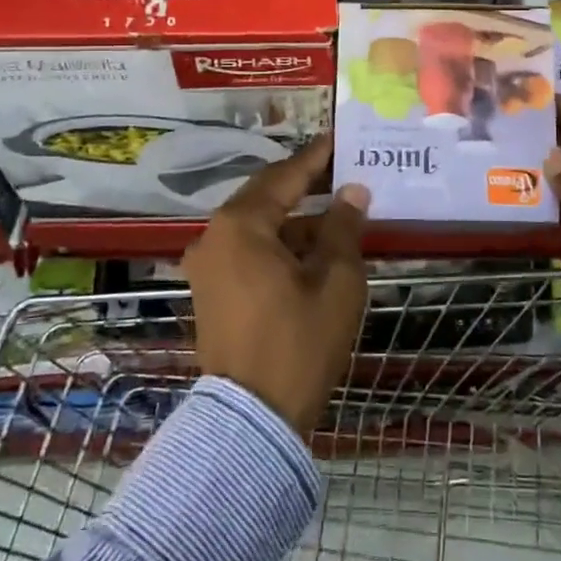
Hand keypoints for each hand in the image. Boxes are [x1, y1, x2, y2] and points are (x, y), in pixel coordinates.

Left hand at [181, 136, 370, 436]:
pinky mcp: (211, 292)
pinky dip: (279, 246)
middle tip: (343, 173)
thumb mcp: (335, 281)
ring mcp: (208, 266)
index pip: (285, 176)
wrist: (252, 420)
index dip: (317, 158)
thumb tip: (353, 192)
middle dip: (306, 186)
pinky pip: (248, 252)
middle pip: (266, 197)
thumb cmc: (299, 343)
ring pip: (258, 227)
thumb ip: (343, 228)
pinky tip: (313, 252)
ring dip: (295, 221)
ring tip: (338, 217)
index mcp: (241, 225)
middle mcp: (215, 236)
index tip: (340, 140)